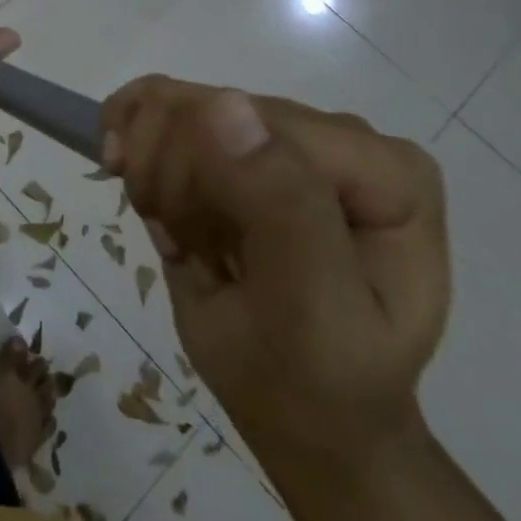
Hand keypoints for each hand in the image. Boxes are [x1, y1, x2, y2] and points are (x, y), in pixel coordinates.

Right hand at [101, 77, 448, 483]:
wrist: (304, 416)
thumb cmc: (317, 381)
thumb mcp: (314, 313)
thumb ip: (283, 208)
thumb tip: (223, 104)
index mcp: (385, 170)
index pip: (261, 124)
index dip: (200, 174)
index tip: (183, 242)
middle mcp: (337, 134)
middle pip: (210, 108)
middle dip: (173, 180)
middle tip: (186, 245)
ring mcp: (283, 131)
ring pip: (172, 105)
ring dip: (152, 175)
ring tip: (180, 232)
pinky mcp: (236, 135)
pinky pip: (157, 107)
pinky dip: (135, 151)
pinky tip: (153, 200)